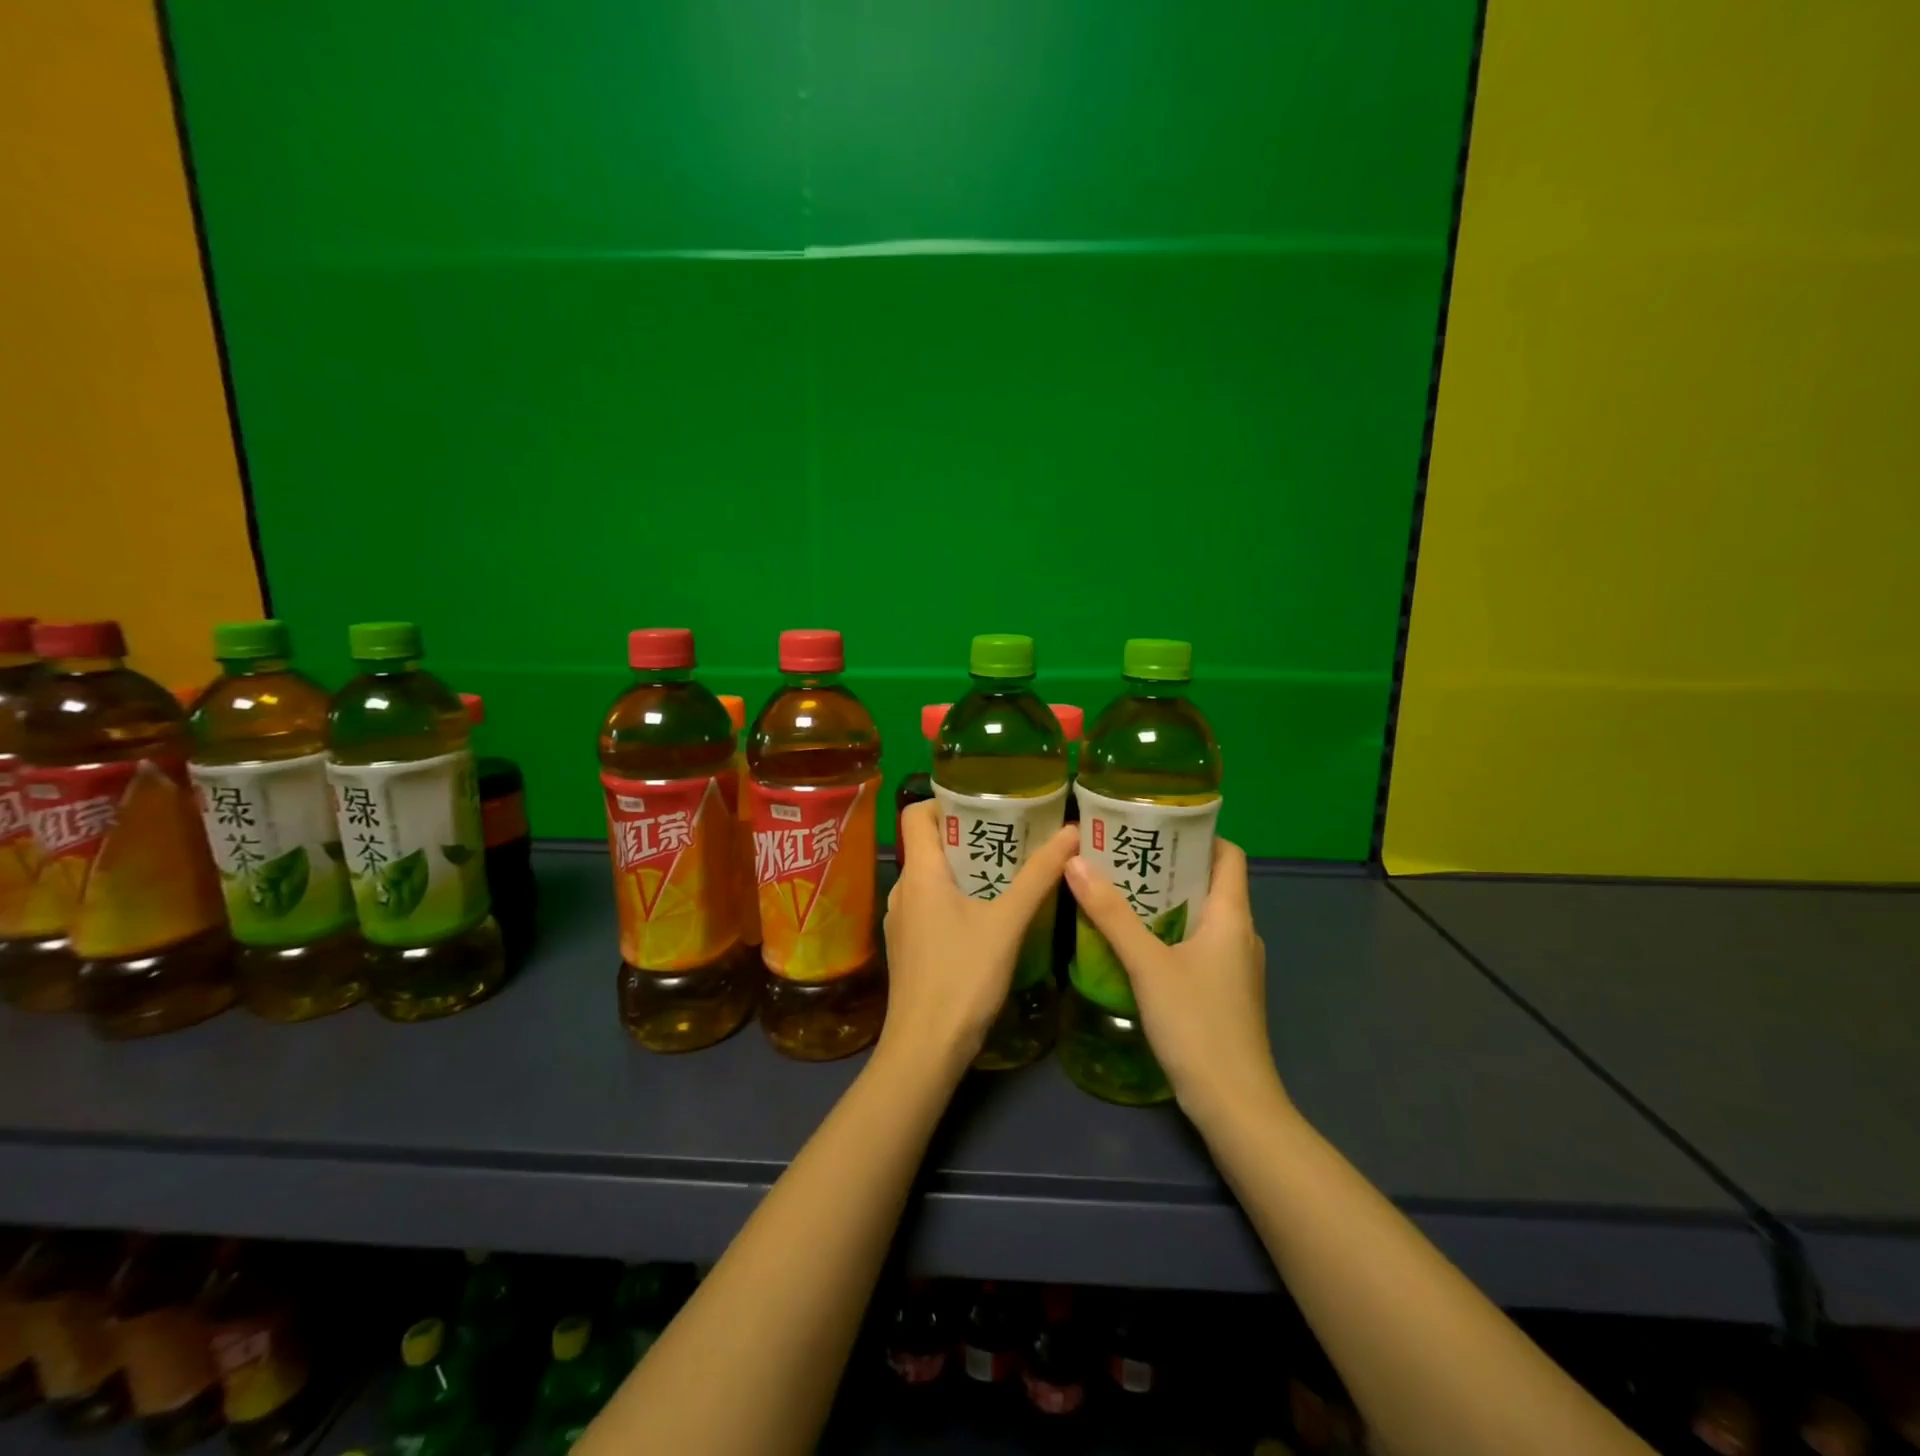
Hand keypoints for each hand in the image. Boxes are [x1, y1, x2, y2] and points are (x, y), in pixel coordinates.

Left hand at [881, 801, 1079, 1075]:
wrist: (925, 1050)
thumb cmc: (963, 977)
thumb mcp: (1008, 923)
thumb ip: (1038, 877)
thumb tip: (1070, 831)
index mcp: (920, 874)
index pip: (916, 814)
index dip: (946, 801)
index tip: (985, 803)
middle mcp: (903, 890)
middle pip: (929, 845)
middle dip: (968, 836)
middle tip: (1012, 835)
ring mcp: (901, 922)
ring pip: (932, 879)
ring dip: (965, 870)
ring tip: (1007, 872)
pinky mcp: (908, 948)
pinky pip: (930, 907)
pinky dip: (957, 899)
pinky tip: (988, 915)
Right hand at [1064, 838, 1284, 1124]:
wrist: (1234, 1104)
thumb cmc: (1197, 1024)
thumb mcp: (1147, 964)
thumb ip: (1111, 914)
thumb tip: (1075, 862)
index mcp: (1233, 916)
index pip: (1229, 854)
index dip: (1198, 833)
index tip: (1155, 824)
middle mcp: (1240, 933)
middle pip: (1210, 882)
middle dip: (1169, 865)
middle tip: (1121, 854)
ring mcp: (1235, 966)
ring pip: (1201, 916)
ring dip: (1166, 900)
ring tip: (1119, 889)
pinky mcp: (1225, 991)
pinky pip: (1197, 944)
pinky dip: (1169, 932)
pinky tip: (1135, 941)